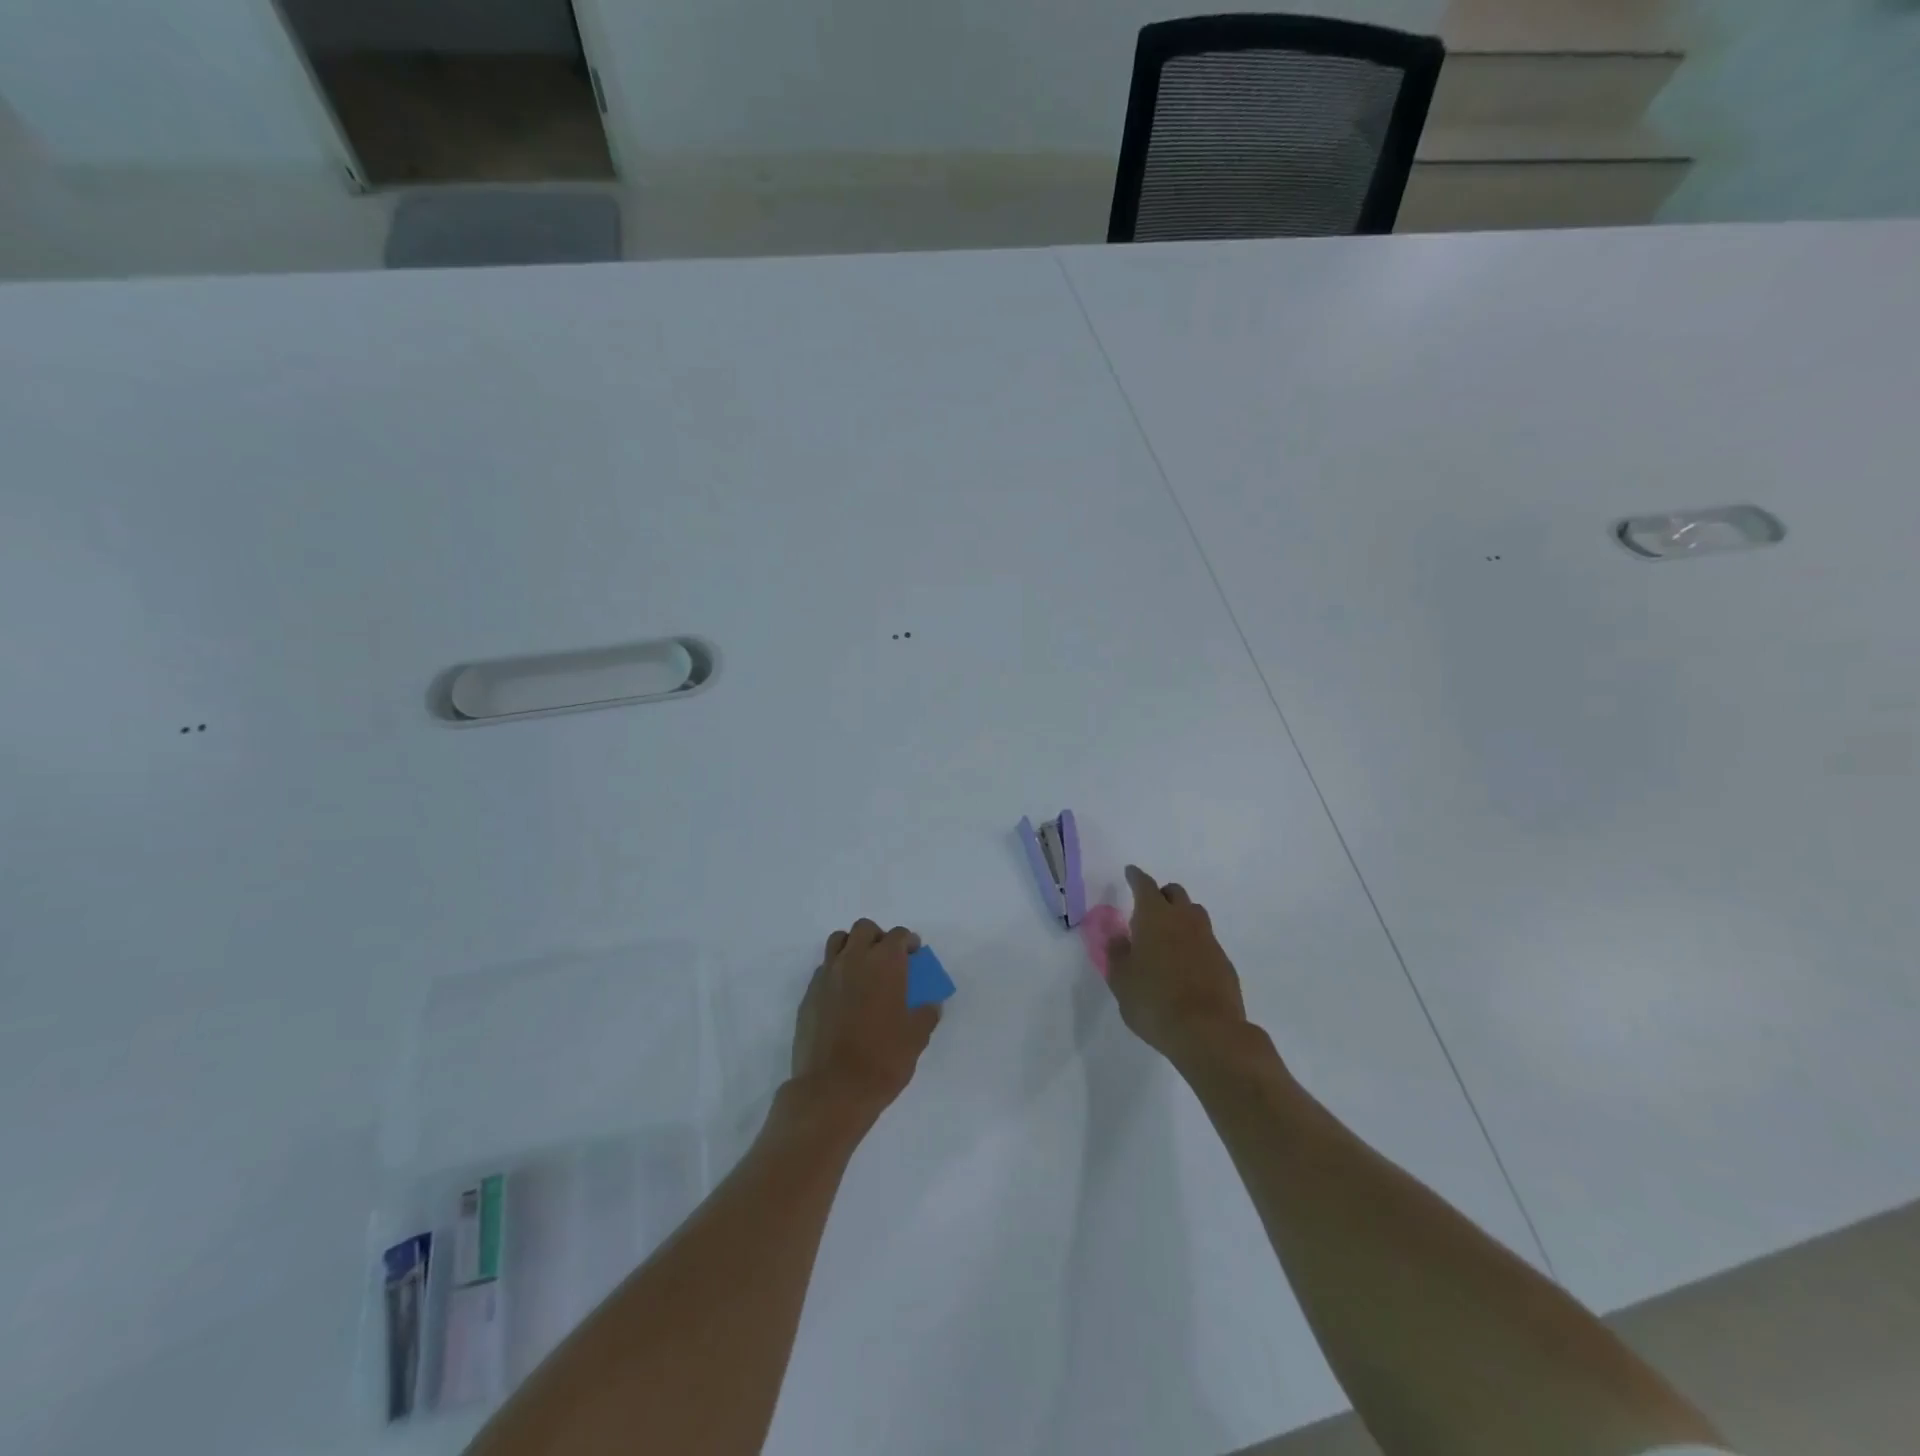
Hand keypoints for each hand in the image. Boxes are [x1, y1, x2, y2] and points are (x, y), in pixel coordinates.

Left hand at [790, 919, 939, 1123]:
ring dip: (852, 947)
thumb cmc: (882, 1060)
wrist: (832, 1089)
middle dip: (878, 938)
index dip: (909, 942)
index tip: (914, 955)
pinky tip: (843, 996)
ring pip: (838, 941)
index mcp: (885, 963)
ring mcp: (827, 975)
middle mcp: (854, 960)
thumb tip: (930, 1005)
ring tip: (862, 970)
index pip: (898, 936)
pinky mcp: (809, 994)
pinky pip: (824, 969)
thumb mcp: (916, 1038)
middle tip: (888, 960)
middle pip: (864, 929)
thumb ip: (926, 1014)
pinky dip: (836, 972)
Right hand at [1106, 866, 1249, 1064]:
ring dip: (1181, 916)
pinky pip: (1206, 941)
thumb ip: (1117, 954)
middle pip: (1175, 893)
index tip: (1130, 872)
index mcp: (1154, 917)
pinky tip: (1186, 964)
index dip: (1136, 877)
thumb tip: (1118, 937)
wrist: (1208, 1032)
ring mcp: (1208, 940)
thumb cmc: (1153, 1002)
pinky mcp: (1224, 962)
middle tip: (1149, 908)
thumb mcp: (1121, 981)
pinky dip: (1194, 943)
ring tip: (1168, 935)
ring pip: (1195, 914)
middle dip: (1161, 894)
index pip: (1144, 885)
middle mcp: (1184, 920)